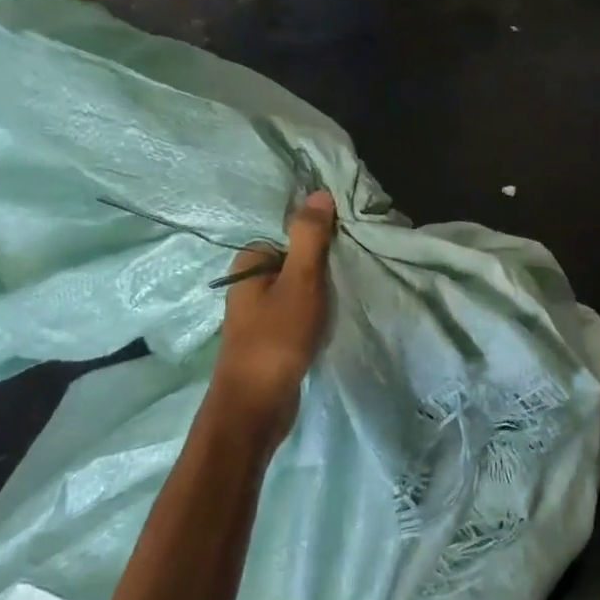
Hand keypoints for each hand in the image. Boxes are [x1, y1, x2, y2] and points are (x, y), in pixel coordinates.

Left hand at [208, 190, 337, 442]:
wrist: (256, 407)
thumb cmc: (276, 338)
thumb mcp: (300, 281)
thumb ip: (310, 237)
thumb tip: (319, 193)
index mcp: (249, 263)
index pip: (289, 234)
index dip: (319, 237)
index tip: (346, 246)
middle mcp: (248, 284)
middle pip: (295, 261)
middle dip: (322, 265)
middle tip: (351, 271)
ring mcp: (257, 313)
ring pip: (298, 288)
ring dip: (321, 292)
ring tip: (345, 295)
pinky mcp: (270, 337)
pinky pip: (298, 312)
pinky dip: (315, 313)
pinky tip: (332, 320)